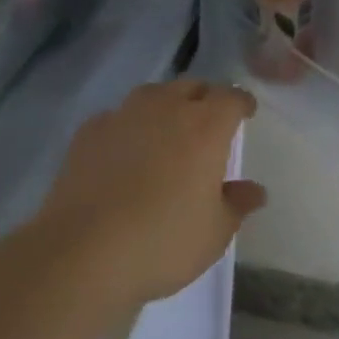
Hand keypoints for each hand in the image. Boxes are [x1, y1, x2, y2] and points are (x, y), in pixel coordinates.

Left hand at [36, 79, 266, 307]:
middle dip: (204, 100)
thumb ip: (237, 204)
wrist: (83, 251)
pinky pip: (118, 117)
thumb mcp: (213, 233)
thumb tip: (255, 190)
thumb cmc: (162, 241)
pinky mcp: (90, 130)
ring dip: (165, 107)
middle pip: (193, 87)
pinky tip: (122, 153)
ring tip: (165, 133)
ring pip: (154, 94)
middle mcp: (167, 106)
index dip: (242, 103)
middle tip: (207, 125)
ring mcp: (125, 114)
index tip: (246, 113)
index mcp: (206, 125)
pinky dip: (127, 128)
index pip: (232, 97)